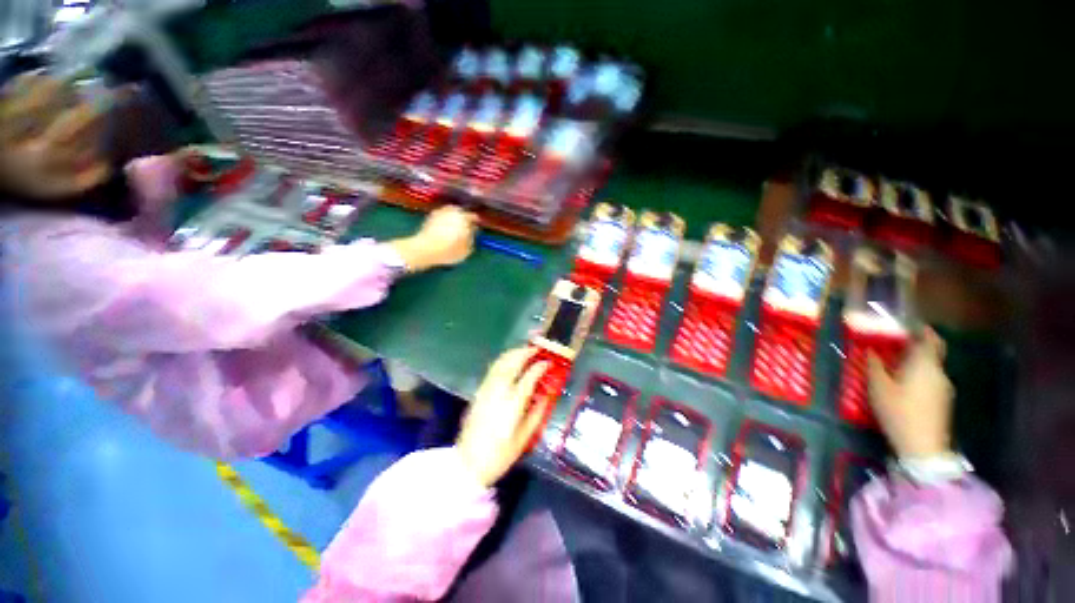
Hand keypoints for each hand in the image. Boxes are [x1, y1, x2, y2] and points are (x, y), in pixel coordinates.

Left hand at [388, 206, 476, 271]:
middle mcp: (452, 211)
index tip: (476, 229)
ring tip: (455, 229)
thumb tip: (472, 233)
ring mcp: (440, 212)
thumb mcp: (467, 250)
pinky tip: (445, 230)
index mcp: (464, 217)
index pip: (473, 217)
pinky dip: (445, 222)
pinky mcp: (430, 217)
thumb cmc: (449, 250)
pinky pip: (442, 217)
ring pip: (451, 213)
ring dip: (454, 219)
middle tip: (466, 228)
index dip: (476, 223)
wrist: (424, 249)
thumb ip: (472, 239)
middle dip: (464, 219)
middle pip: (462, 212)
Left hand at [456, 348, 550, 487]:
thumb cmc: (500, 455)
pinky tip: (510, 361)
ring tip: (525, 351)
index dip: (539, 367)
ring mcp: (486, 390)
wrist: (468, 464)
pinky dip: (503, 360)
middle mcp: (498, 392)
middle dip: (525, 352)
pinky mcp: (479, 392)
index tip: (548, 362)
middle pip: (512, 363)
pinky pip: (493, 369)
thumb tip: (547, 396)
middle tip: (537, 349)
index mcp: (512, 404)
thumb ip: (537, 414)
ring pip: (500, 363)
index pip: (528, 377)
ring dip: (513, 353)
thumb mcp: (524, 438)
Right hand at [867, 327, 954, 458]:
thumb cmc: (899, 412)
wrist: (923, 447)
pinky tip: (905, 382)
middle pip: (933, 351)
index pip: (929, 338)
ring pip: (931, 366)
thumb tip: (871, 350)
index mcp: (924, 364)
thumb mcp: (879, 388)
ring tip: (896, 362)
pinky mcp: (943, 400)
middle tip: (899, 341)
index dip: (920, 329)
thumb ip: (875, 366)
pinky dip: (920, 373)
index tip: (907, 324)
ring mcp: (944, 387)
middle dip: (918, 344)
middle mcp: (938, 372)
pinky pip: (931, 378)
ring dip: (917, 360)